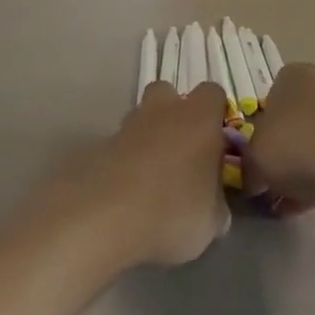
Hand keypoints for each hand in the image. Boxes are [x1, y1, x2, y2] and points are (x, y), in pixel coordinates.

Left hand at [73, 81, 231, 268]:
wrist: (101, 219)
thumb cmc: (171, 212)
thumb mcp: (212, 222)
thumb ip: (216, 204)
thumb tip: (213, 204)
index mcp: (198, 118)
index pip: (213, 94)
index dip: (216, 114)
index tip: (218, 143)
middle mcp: (162, 112)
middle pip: (168, 93)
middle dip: (174, 115)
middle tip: (182, 152)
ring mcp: (125, 127)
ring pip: (140, 119)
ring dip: (147, 138)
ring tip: (152, 178)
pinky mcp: (96, 148)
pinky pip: (117, 148)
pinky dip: (123, 163)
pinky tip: (126, 194)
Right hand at [245, 65, 314, 212]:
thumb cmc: (292, 144)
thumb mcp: (254, 158)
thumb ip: (249, 165)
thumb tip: (252, 177)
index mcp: (291, 76)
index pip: (271, 102)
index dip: (263, 136)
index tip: (261, 162)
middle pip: (298, 121)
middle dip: (288, 152)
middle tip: (277, 184)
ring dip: (309, 167)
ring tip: (295, 203)